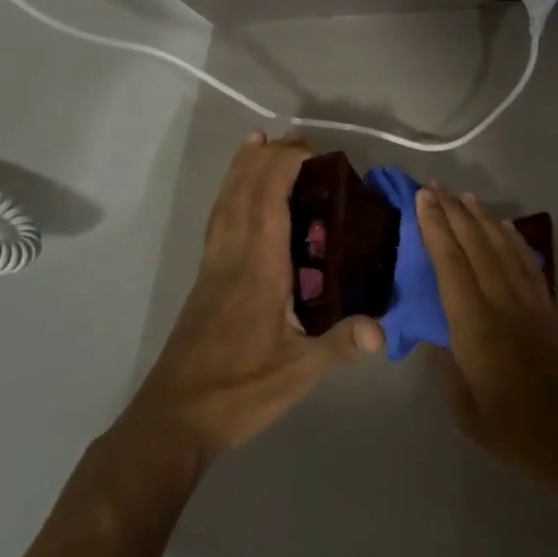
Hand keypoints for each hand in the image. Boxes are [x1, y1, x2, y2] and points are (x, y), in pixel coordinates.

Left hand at [124, 133, 383, 473]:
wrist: (173, 420)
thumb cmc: (238, 393)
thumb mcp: (297, 374)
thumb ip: (339, 346)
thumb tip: (384, 331)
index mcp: (257, 270)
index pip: (269, 202)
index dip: (285, 167)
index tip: (312, 149)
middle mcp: (232, 258)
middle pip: (243, 193)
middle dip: (267, 158)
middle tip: (294, 135)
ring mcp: (213, 268)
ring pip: (225, 204)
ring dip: (242, 169)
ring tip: (257, 142)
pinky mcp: (204, 283)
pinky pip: (218, 222)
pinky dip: (229, 196)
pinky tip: (236, 199)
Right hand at [418, 187, 557, 498]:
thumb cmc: (514, 433)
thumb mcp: (465, 411)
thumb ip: (445, 367)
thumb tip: (431, 333)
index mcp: (477, 328)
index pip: (452, 266)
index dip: (436, 229)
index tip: (423, 200)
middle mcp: (503, 305)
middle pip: (477, 247)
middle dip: (455, 213)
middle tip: (435, 186)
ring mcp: (530, 304)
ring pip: (503, 248)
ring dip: (483, 219)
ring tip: (465, 196)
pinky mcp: (549, 309)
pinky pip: (527, 263)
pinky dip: (513, 239)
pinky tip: (504, 227)